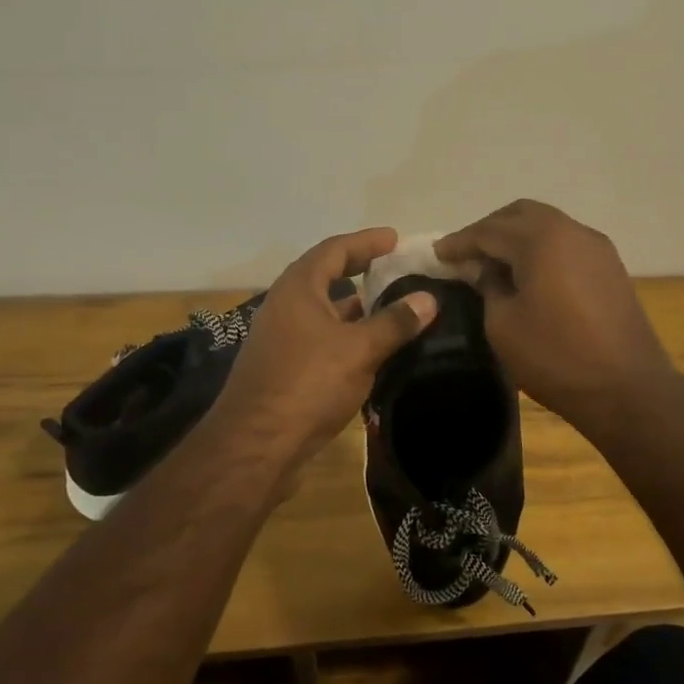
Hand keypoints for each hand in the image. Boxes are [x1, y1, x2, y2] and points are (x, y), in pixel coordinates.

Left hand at [213, 228, 437, 467]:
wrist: (256, 445)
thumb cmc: (308, 384)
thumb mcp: (359, 349)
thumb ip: (395, 322)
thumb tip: (428, 298)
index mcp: (299, 288)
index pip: (335, 249)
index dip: (366, 241)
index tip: (395, 238)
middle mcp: (285, 305)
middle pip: (325, 274)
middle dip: (359, 267)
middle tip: (393, 265)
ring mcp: (281, 337)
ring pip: (323, 308)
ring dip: (353, 304)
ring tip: (389, 303)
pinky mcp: (283, 366)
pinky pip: (320, 336)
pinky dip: (345, 332)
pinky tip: (369, 347)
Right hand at [435, 200, 678, 431]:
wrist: (628, 389)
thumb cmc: (557, 357)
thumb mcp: (503, 325)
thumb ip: (488, 287)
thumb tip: (486, 270)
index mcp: (541, 238)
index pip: (489, 230)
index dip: (460, 241)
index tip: (437, 253)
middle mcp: (571, 230)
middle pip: (521, 214)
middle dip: (489, 229)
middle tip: (466, 254)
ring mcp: (596, 246)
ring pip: (547, 224)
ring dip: (517, 237)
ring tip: (494, 264)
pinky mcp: (610, 266)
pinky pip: (566, 242)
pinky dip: (541, 248)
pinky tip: (529, 274)